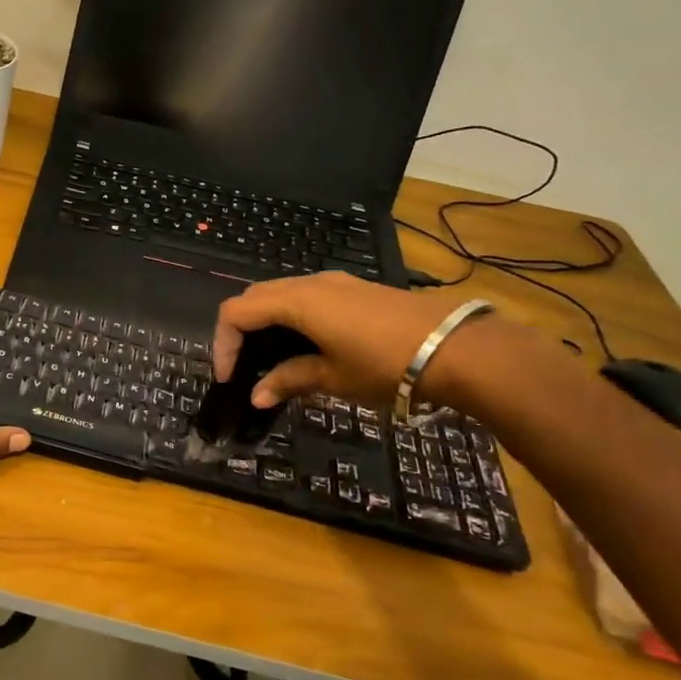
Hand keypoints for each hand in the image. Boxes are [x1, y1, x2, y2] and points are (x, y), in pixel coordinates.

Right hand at [212, 273, 489, 409]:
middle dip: (240, 330)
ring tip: (272, 360)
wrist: (458, 348)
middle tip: (243, 366)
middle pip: (255, 297)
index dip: (223, 343)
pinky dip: (291, 317)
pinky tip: (306, 346)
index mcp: (296, 302)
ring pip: (281, 294)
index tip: (229, 378)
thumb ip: (290, 381)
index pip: (237, 312)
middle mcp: (310, 283)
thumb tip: (257, 396)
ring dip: (266, 323)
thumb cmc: (387, 364)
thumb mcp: (334, 377)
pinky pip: (306, 297)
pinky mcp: (355, 289)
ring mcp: (336, 283)